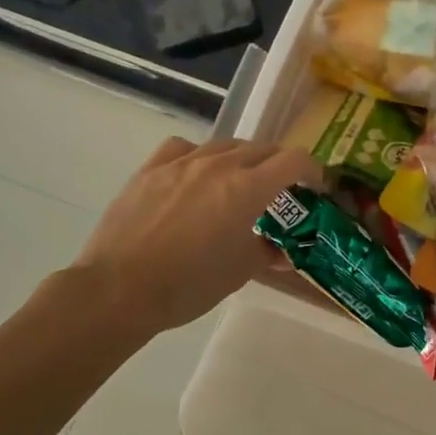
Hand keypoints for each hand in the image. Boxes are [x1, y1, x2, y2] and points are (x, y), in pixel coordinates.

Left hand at [71, 137, 322, 334]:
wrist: (119, 289)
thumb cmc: (189, 284)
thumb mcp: (240, 271)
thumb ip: (267, 252)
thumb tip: (282, 251)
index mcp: (248, 188)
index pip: (294, 161)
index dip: (313, 171)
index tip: (316, 187)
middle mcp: (219, 165)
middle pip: (262, 148)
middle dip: (280, 165)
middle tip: (282, 190)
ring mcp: (181, 163)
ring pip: (225, 145)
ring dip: (243, 159)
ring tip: (240, 182)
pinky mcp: (151, 169)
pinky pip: (184, 149)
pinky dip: (200, 157)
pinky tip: (195, 175)